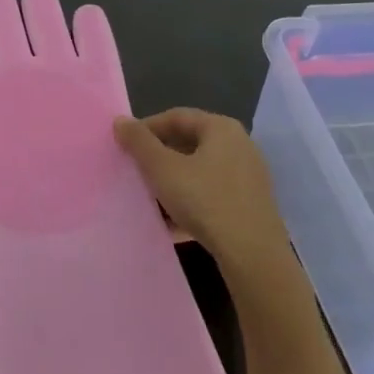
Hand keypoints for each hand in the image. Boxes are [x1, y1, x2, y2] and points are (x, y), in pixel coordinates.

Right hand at [114, 110, 293, 277]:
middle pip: (189, 143)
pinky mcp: (250, 204)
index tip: (124, 146)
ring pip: (199, 170)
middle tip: (135, 170)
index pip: (176, 117)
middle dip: (159, 157)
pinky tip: (171, 221)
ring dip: (172, 181)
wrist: (253, 255)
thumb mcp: (163, 169)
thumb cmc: (205, 201)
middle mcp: (240, 145)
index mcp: (221, 128)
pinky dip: (190, 200)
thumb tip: (120, 120)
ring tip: (149, 196)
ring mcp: (248, 176)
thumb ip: (139, 142)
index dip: (146, 128)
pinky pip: (212, 193)